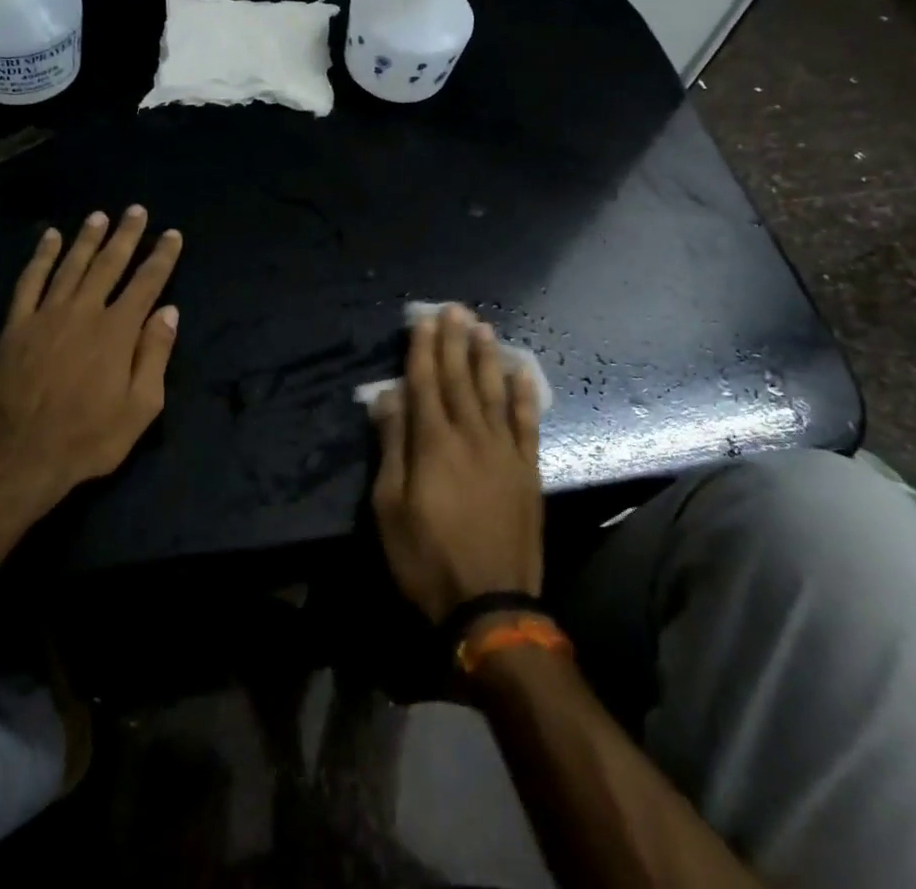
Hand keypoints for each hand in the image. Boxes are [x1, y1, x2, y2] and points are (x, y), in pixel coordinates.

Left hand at [0, 206, 182, 507]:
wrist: (18, 459)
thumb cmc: (88, 438)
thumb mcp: (140, 408)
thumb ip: (155, 355)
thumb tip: (168, 312)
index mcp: (118, 331)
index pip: (147, 283)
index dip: (162, 257)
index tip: (172, 235)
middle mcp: (84, 312)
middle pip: (110, 264)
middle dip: (126, 235)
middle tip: (136, 210)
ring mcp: (46, 316)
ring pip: (71, 265)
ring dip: (87, 239)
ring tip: (99, 216)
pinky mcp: (16, 327)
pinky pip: (29, 282)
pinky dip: (40, 257)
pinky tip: (49, 238)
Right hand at [371, 305, 542, 622]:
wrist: (491, 605)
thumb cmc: (426, 558)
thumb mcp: (389, 507)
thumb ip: (391, 446)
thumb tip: (388, 396)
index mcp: (433, 443)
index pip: (425, 382)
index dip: (423, 349)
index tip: (424, 320)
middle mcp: (471, 435)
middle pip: (459, 378)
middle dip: (454, 341)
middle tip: (454, 309)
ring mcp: (504, 451)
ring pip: (494, 392)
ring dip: (487, 357)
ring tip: (483, 328)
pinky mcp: (527, 470)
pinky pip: (527, 423)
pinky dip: (525, 395)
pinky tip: (522, 372)